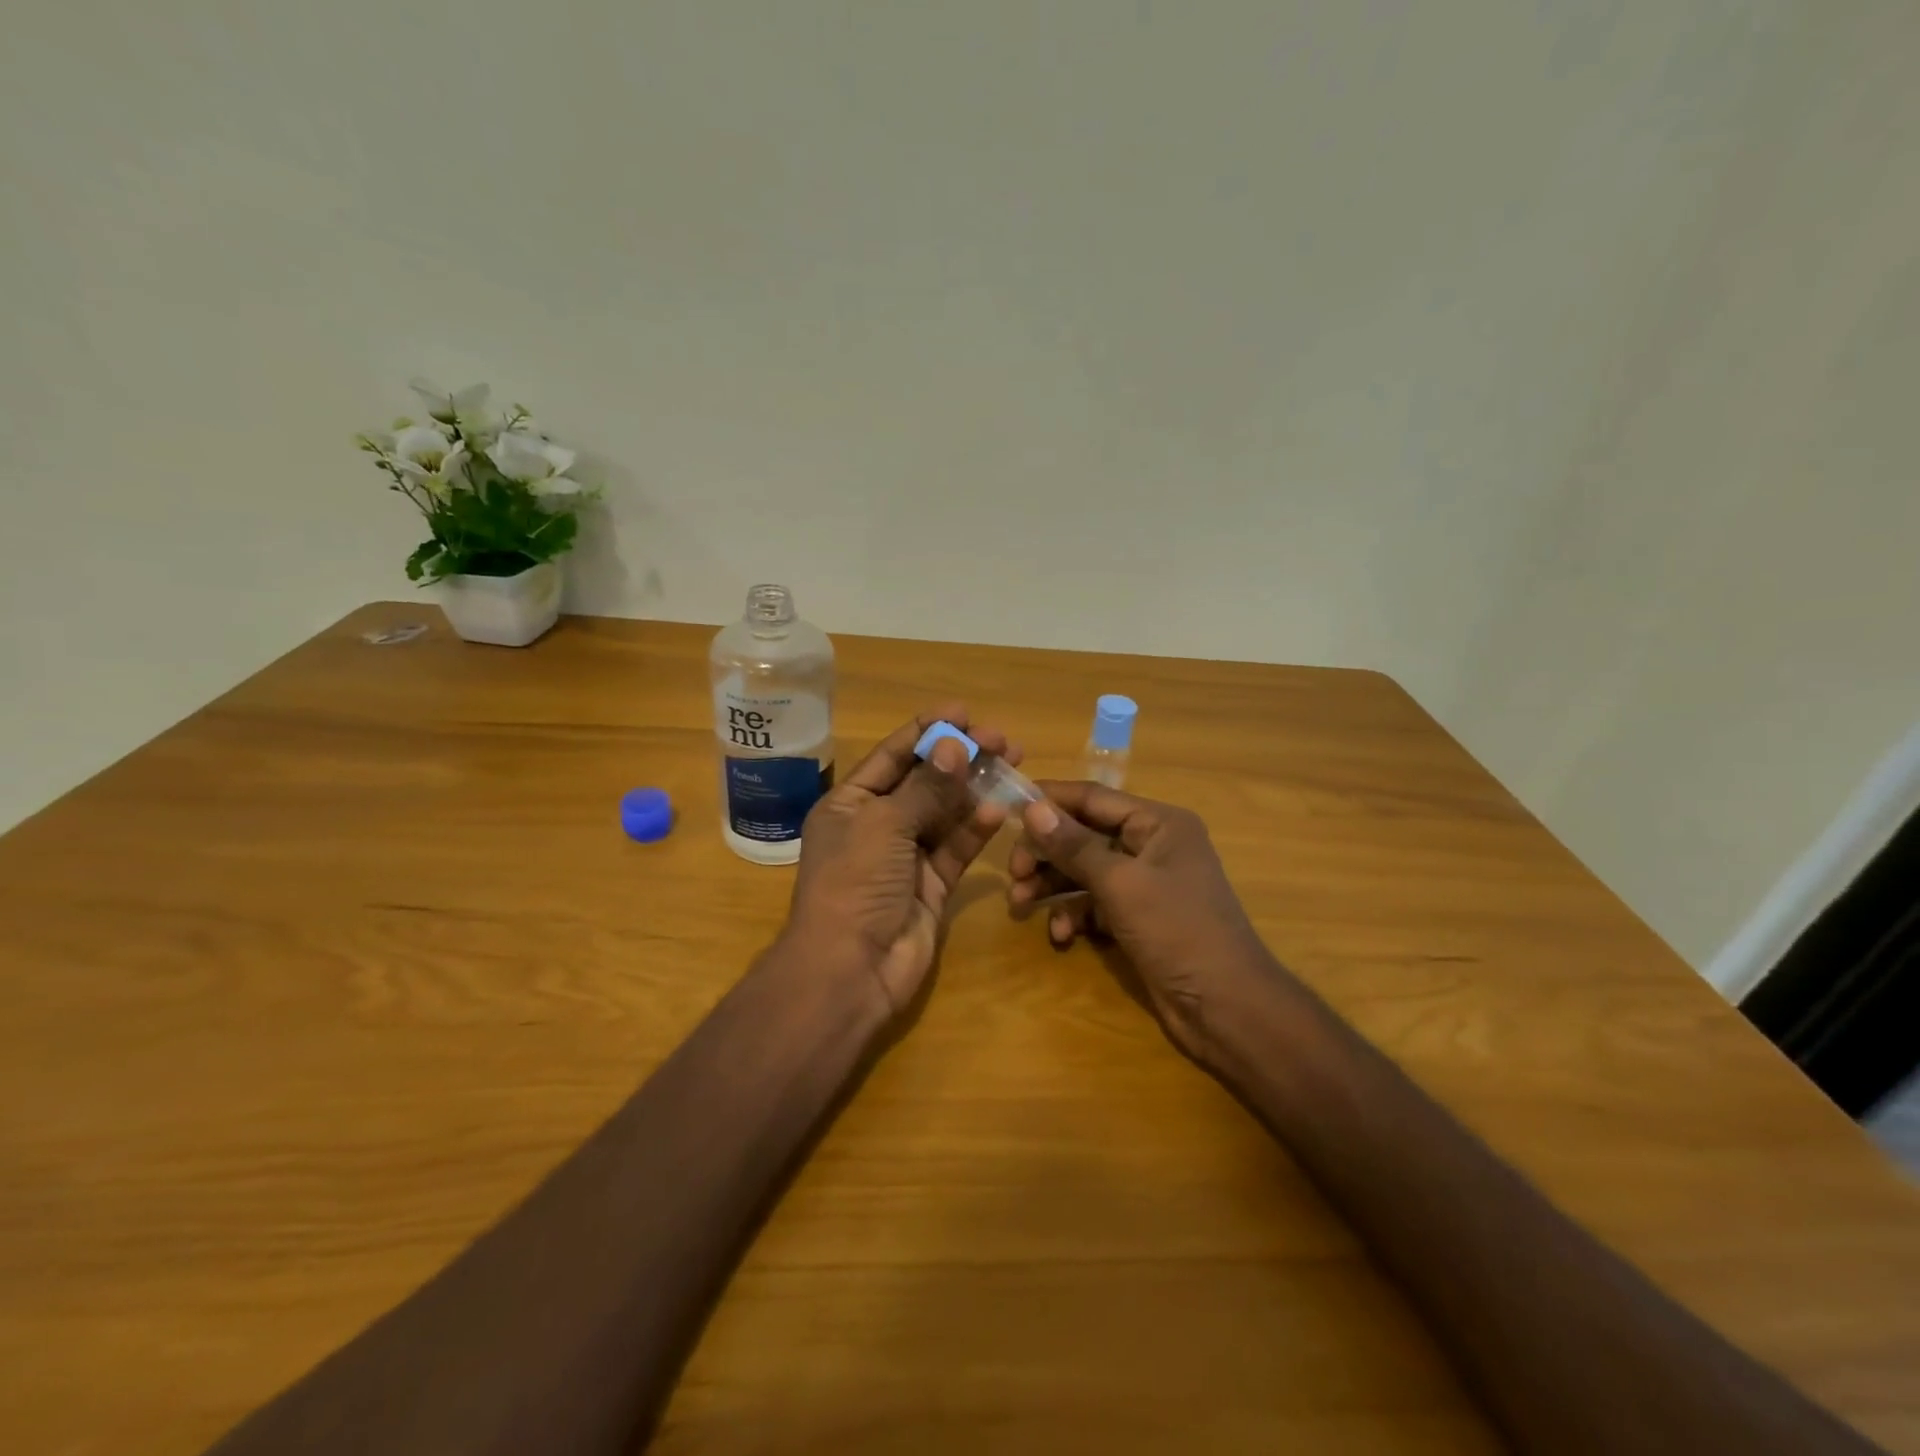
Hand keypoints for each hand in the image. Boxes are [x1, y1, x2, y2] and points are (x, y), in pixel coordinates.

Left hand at [784, 706, 1020, 1017]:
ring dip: (974, 788)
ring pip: (946, 812)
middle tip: (1001, 740)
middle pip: (924, 781)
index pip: (892, 756)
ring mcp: (906, 856)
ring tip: (1012, 761)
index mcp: (850, 804)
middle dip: (960, 758)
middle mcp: (878, 825)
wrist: (850, 970)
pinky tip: (999, 807)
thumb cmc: (855, 883)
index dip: (926, 731)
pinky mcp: (932, 884)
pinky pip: (956, 847)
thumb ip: (925, 787)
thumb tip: (954, 745)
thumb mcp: (884, 824)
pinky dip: (976, 827)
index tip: (964, 712)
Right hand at [1009, 782, 1281, 1062]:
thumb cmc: (1178, 931)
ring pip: (1085, 871)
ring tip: (1021, 905)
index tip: (1007, 806)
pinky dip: (1074, 915)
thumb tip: (1032, 808)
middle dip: (1047, 853)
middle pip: (1084, 835)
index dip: (1050, 800)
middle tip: (1014, 873)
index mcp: (1158, 823)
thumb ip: (1074, 845)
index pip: (1093, 798)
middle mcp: (1152, 846)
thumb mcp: (1121, 884)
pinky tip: (1061, 936)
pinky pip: (1095, 904)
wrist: (1227, 1008)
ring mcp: (1145, 884)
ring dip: (1053, 886)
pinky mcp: (1138, 918)